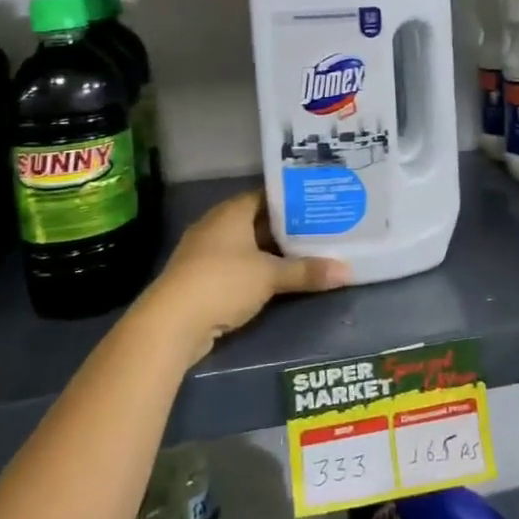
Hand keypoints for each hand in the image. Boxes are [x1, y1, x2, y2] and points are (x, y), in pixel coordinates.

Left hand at [147, 189, 351, 362]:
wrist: (171, 323)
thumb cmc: (222, 283)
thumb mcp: (270, 276)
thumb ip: (307, 272)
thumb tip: (348, 272)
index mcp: (231, 212)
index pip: (266, 195)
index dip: (292, 200)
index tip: (318, 204)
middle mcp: (216, 225)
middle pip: (257, 221)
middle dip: (286, 228)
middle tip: (320, 230)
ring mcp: (204, 252)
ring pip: (246, 245)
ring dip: (270, 251)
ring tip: (306, 253)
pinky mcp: (200, 278)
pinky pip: (235, 266)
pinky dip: (255, 269)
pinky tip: (277, 278)